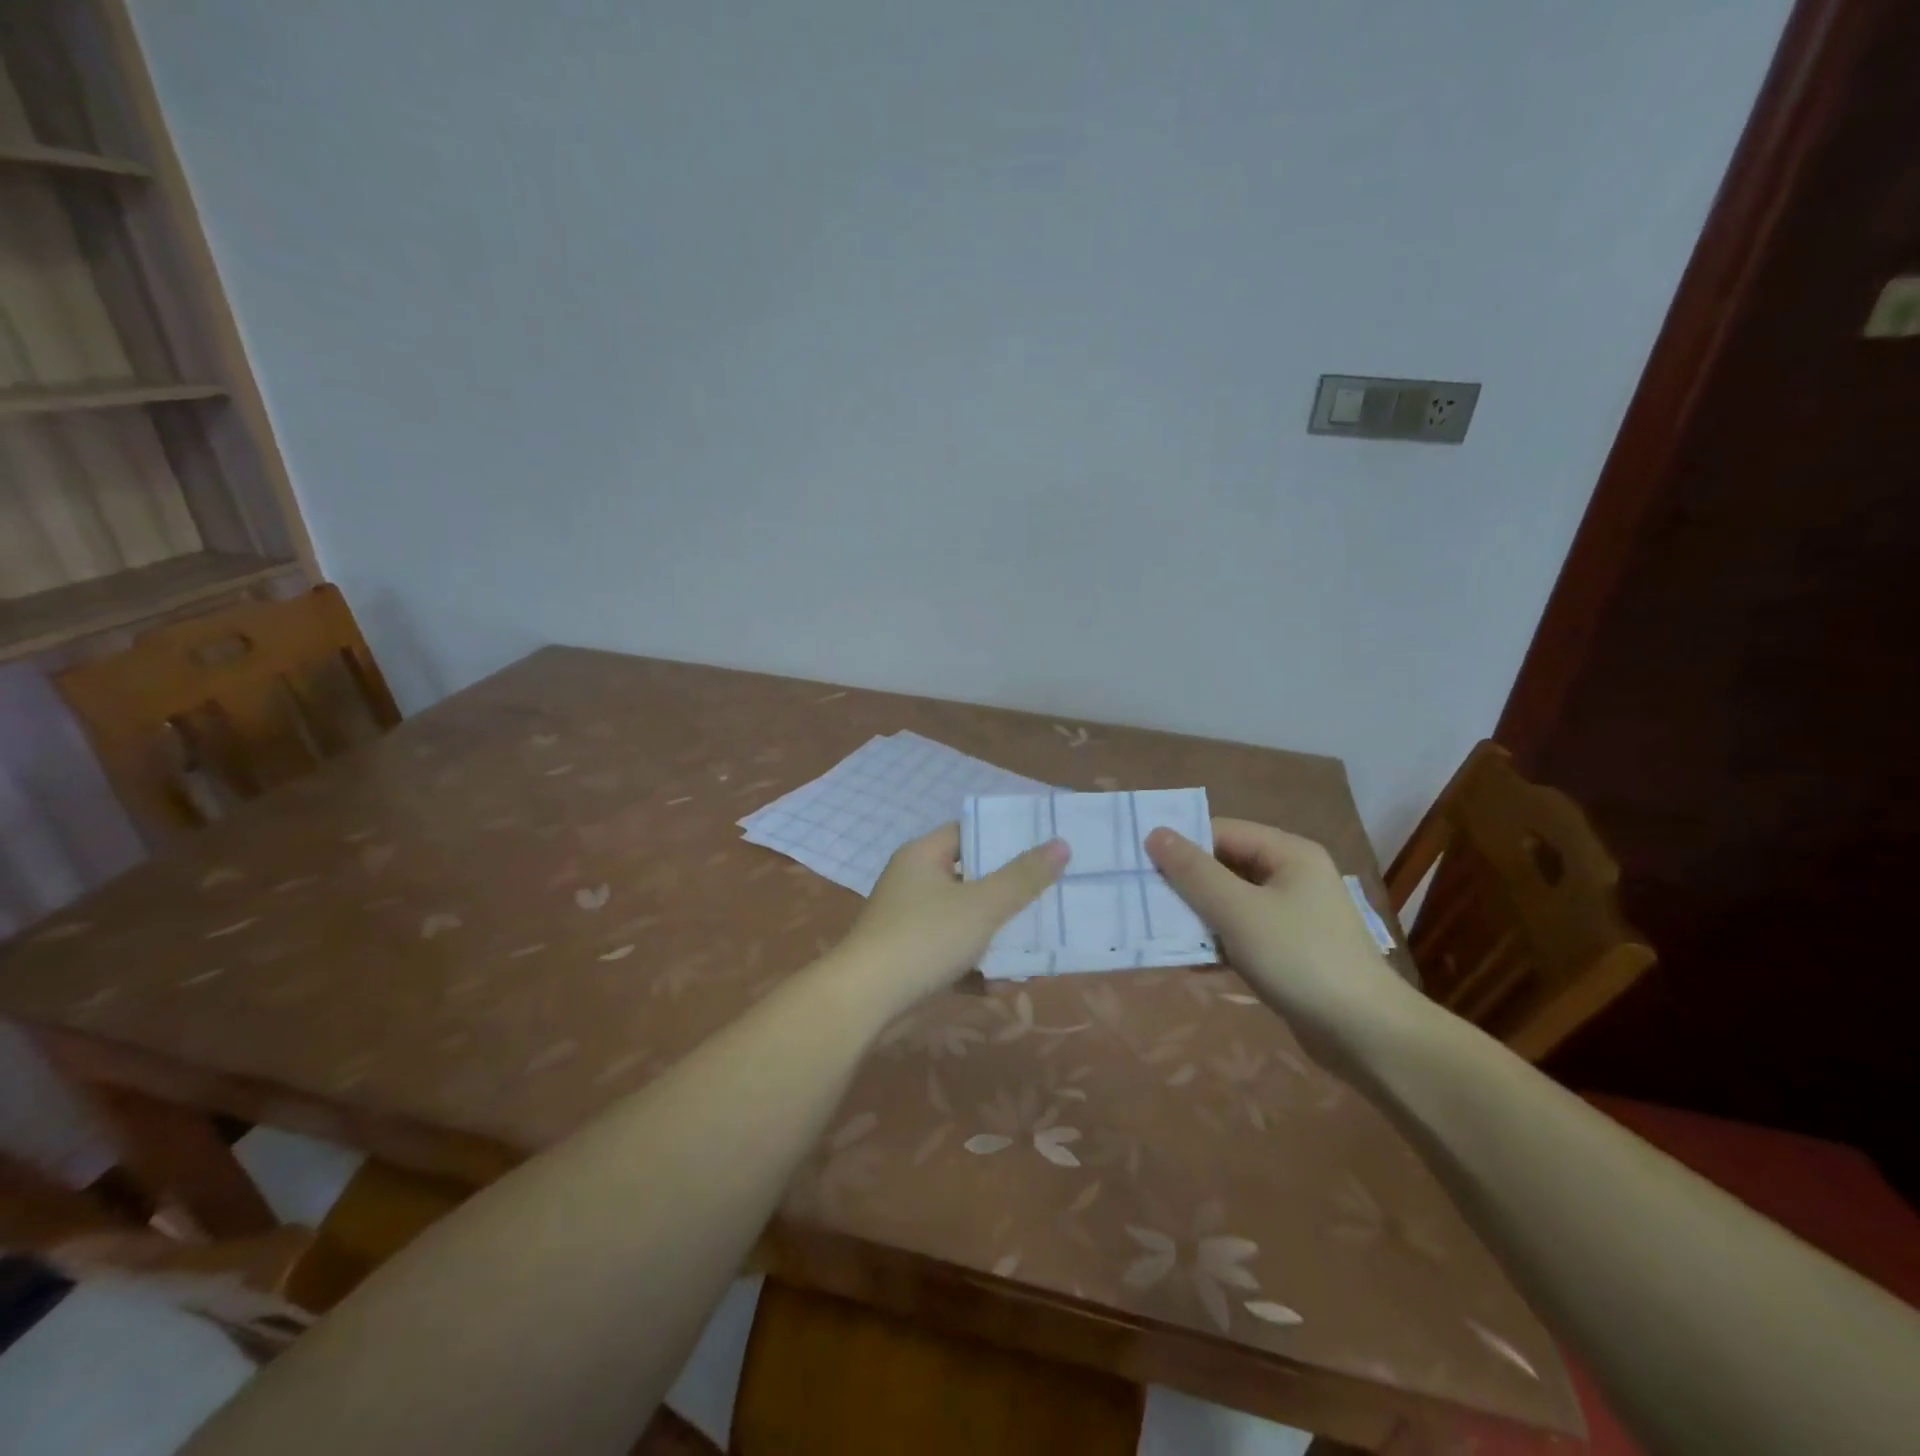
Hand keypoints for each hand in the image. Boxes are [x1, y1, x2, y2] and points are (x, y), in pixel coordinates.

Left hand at [835, 823, 1068, 1016]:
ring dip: (1000, 937)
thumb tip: (1061, 843)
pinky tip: (1006, 983)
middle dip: (1012, 895)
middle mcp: (916, 883)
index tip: (1046, 847)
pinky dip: (979, 965)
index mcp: (924, 855)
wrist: (866, 1003)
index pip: (970, 832)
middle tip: (1053, 899)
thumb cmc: (924, 938)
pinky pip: (956, 953)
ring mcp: (913, 923)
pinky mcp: (915, 959)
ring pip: (968, 920)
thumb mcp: (982, 905)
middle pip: (974, 879)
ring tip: (1038, 951)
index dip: (1006, 837)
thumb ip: (1023, 877)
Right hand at [1145, 818, 1419, 1061]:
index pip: (1221, 832)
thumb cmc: (1299, 958)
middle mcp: (1292, 877)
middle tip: (1142, 899)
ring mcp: (1292, 916)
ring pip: (1230, 904)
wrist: (1365, 1035)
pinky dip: (1217, 944)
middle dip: (1185, 885)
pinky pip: (1242, 935)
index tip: (1140, 865)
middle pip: (1225, 867)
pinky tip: (1190, 964)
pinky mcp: (1289, 952)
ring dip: (1196, 918)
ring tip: (1157, 931)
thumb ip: (1193, 872)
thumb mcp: (1238, 911)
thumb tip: (1155, 833)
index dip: (1181, 845)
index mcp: (1288, 854)